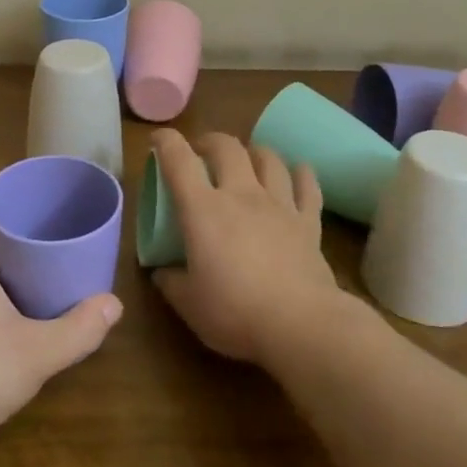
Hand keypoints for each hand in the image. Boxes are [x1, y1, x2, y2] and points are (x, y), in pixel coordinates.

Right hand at [150, 128, 345, 363]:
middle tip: (202, 153)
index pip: (179, 160)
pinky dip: (301, 174)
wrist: (300, 324)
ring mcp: (279, 205)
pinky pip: (307, 186)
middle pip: (227, 147)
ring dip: (254, 152)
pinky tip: (298, 172)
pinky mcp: (308, 222)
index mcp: (203, 209)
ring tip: (247, 160)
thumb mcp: (188, 304)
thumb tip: (162, 272)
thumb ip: (171, 282)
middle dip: (210, 142)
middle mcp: (241, 194)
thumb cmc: (235, 312)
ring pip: (269, 159)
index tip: (158, 141)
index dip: (166, 142)